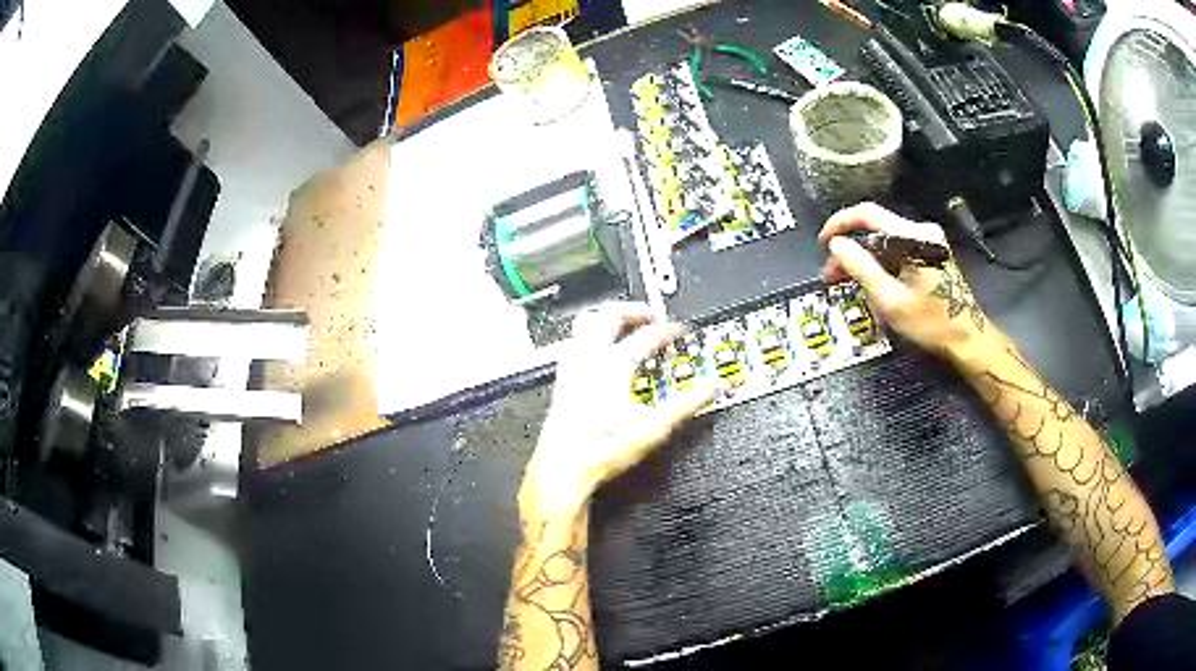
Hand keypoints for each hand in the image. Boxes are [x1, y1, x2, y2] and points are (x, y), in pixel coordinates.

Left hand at [522, 302, 715, 513]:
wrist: (563, 469)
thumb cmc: (603, 450)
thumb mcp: (653, 428)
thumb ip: (686, 404)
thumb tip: (712, 388)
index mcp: (613, 365)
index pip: (645, 336)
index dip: (666, 331)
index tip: (678, 332)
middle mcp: (589, 360)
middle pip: (608, 315)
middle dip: (633, 310)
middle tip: (651, 316)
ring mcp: (572, 369)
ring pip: (585, 324)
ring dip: (607, 319)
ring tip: (624, 325)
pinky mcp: (562, 382)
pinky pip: (574, 343)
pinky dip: (590, 337)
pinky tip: (596, 352)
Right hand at [819, 203, 989, 356]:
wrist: (969, 340)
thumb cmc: (932, 323)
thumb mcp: (891, 300)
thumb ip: (861, 268)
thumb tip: (836, 244)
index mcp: (913, 237)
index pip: (867, 214)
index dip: (840, 224)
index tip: (822, 242)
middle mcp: (922, 232)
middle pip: (876, 230)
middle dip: (851, 250)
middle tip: (832, 275)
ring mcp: (929, 242)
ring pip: (886, 243)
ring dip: (865, 261)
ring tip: (848, 284)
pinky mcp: (932, 254)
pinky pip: (898, 252)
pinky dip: (881, 266)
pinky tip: (873, 286)